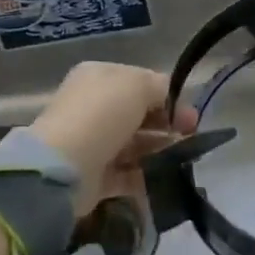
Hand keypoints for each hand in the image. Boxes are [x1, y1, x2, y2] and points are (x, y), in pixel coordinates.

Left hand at [29, 62, 198, 215]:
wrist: (63, 167)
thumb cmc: (102, 115)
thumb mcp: (137, 85)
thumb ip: (160, 87)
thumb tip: (169, 100)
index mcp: (99, 77)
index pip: (140, 82)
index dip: (167, 96)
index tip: (189, 114)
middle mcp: (93, 107)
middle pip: (138, 114)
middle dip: (167, 123)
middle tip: (191, 135)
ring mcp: (92, 142)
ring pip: (135, 144)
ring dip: (160, 149)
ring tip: (182, 157)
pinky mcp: (94, 176)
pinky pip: (127, 174)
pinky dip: (146, 176)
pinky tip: (164, 177)